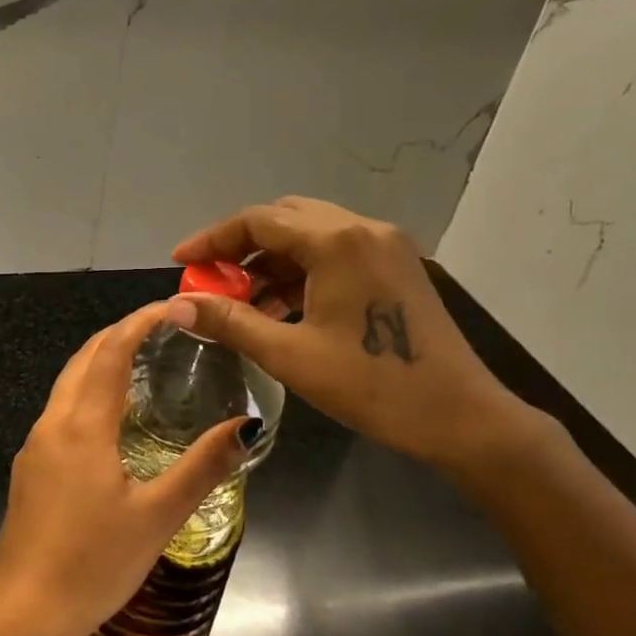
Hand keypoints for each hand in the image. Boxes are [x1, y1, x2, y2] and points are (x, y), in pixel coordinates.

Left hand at [0, 303, 252, 635]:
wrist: (21, 612)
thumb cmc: (92, 565)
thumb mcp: (157, 518)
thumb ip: (202, 467)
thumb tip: (247, 426)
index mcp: (82, 426)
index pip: (111, 352)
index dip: (139, 322)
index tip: (172, 307)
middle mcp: (53, 423)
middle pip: (84, 358)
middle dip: (120, 333)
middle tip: (163, 328)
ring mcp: (36, 445)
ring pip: (68, 382)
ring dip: (101, 360)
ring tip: (143, 361)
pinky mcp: (30, 467)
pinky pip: (62, 408)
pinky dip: (89, 390)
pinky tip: (112, 415)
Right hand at [167, 197, 535, 473]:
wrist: (461, 417)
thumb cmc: (372, 385)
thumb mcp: (289, 354)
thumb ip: (228, 321)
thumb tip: (174, 306)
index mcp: (336, 241)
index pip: (257, 220)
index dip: (212, 240)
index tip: (181, 263)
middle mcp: (362, 228)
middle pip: (284, 218)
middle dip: (241, 246)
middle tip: (212, 282)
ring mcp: (385, 245)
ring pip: (310, 234)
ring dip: (271, 260)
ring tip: (243, 301)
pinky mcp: (397, 265)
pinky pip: (335, 252)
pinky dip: (301, 270)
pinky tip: (282, 306)